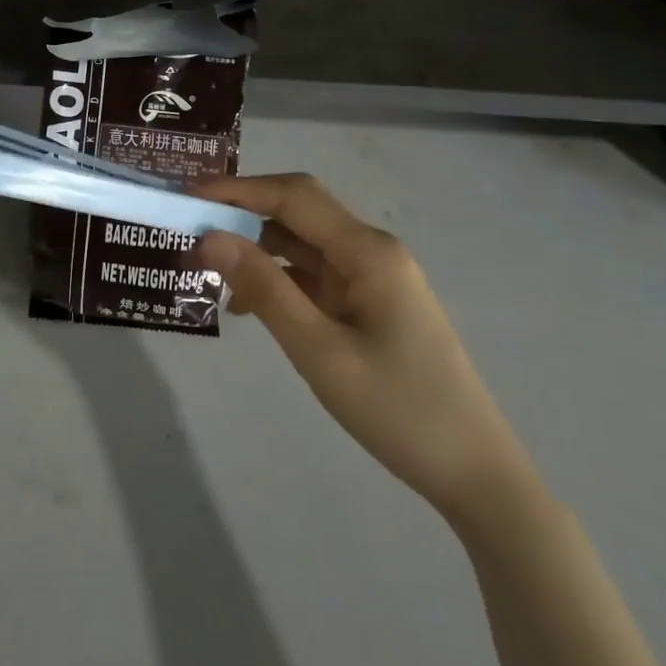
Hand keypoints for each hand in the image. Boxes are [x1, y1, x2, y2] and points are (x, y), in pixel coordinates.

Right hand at [192, 174, 529, 522]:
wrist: (477, 476)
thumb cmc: (399, 410)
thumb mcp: (319, 351)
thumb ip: (264, 288)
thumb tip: (210, 236)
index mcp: (366, 250)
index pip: (292, 197)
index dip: (237, 189)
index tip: (188, 197)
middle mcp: (370, 249)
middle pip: (297, 211)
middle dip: (243, 213)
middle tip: (192, 229)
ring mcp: (373, 276)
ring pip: (303, 243)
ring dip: (257, 249)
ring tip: (211, 269)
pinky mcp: (371, 302)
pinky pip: (315, 274)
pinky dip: (279, 279)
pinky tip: (250, 306)